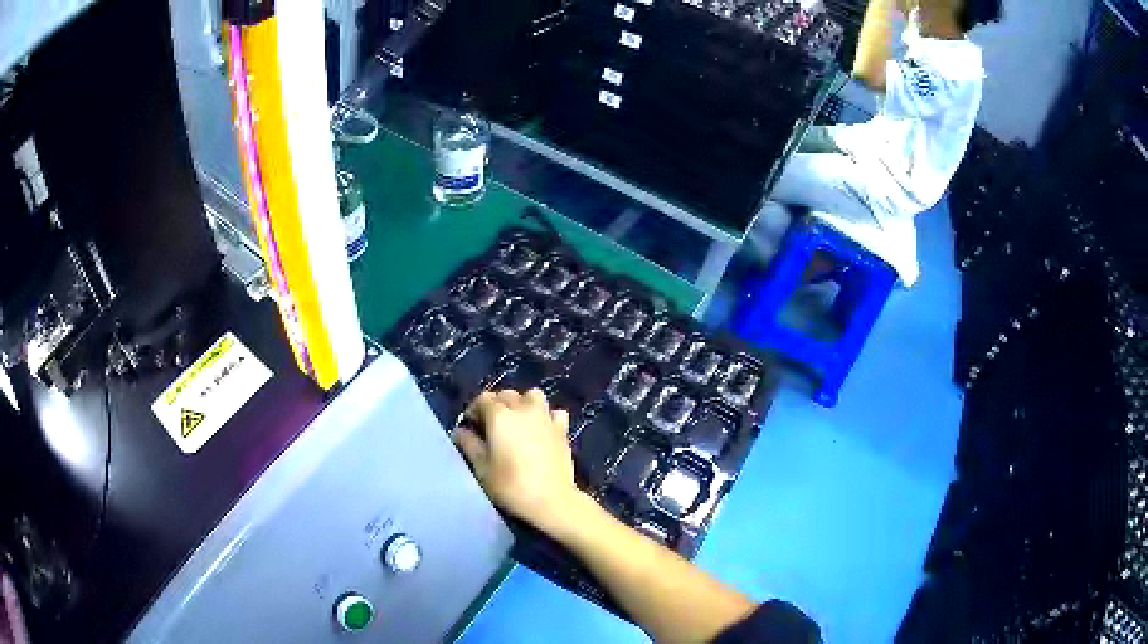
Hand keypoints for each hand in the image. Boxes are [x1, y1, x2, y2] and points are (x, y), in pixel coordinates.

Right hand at [454, 389, 583, 533]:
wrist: (551, 499)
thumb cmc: (510, 485)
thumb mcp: (481, 468)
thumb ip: (469, 445)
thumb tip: (460, 431)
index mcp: (500, 415)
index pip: (482, 399)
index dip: (474, 410)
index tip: (470, 427)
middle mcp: (523, 408)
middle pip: (506, 395)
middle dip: (496, 406)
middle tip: (491, 427)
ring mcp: (545, 417)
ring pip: (532, 396)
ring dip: (523, 404)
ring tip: (517, 423)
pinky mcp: (562, 429)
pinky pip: (553, 412)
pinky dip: (546, 416)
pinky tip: (542, 429)